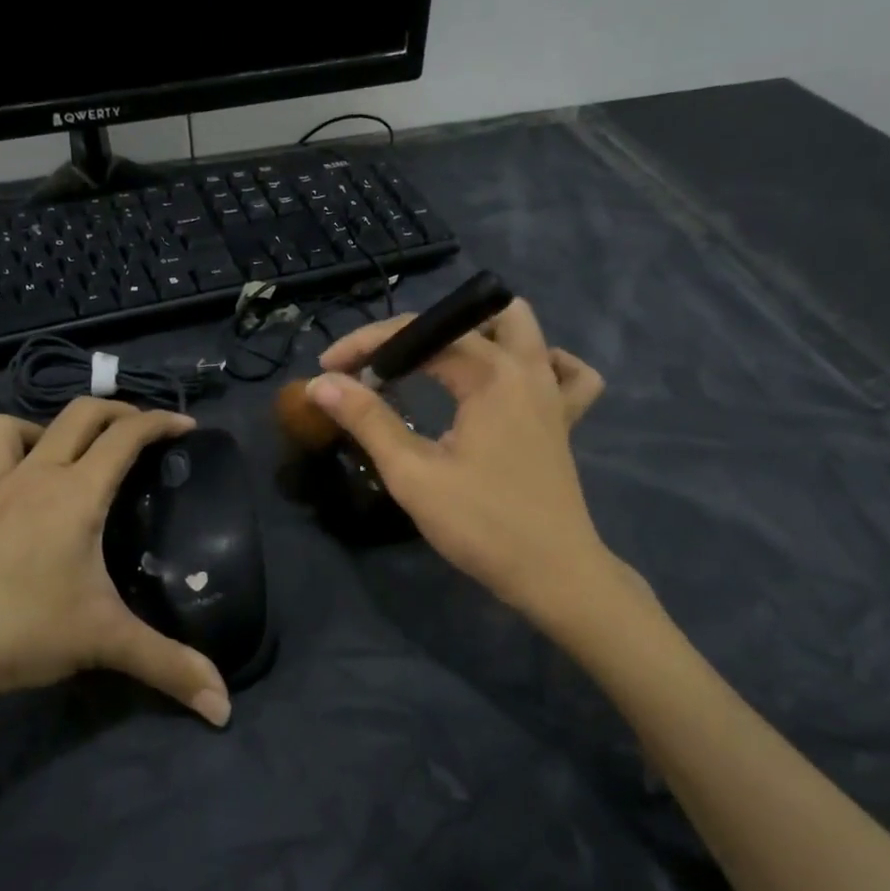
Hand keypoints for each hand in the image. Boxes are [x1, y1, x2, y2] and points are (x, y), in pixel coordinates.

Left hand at [0, 399, 231, 739]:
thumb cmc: (23, 630)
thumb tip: (224, 706)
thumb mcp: (105, 642)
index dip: (160, 423)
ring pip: (3, 433)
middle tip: (139, 430)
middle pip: (76, 417)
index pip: (126, 438)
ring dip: (35, 428)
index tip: (187, 428)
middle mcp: (33, 481)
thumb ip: (170, 667)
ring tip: (58, 448)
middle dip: (114, 411)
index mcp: (76, 494)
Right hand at [310, 299, 642, 622]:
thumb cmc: (481, 524)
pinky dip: (542, 362)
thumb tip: (321, 384)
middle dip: (420, 331)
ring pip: (525, 330)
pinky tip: (514, 381)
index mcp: (491, 375)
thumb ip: (368, 420)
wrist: (553, 574)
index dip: (367, 344)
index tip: (329, 369)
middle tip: (385, 366)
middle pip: (473, 316)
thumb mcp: (413, 473)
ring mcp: (553, 394)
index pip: (420, 334)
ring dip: (479, 333)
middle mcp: (528, 370)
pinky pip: (568, 373)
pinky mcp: (564, 421)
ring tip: (440, 363)